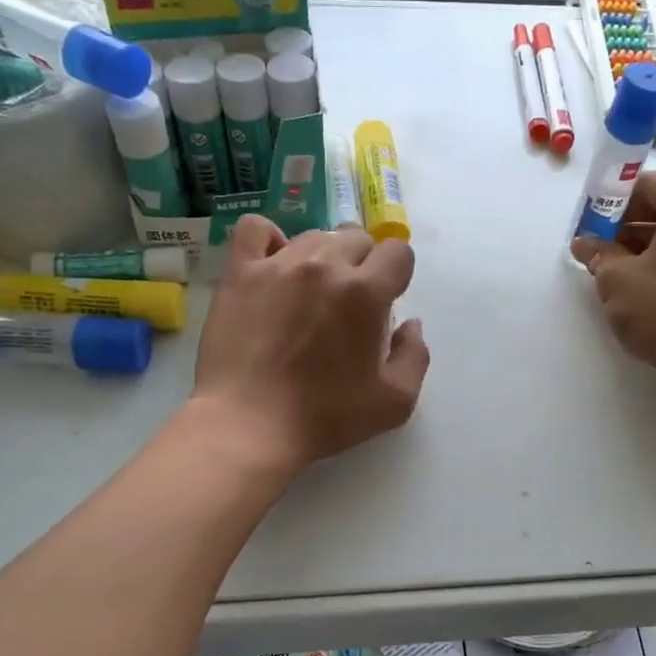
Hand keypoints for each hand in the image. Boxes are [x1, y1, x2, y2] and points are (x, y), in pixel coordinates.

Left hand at [191, 215, 429, 473]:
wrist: (248, 425)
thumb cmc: (324, 417)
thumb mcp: (394, 402)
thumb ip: (415, 355)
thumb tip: (410, 323)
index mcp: (366, 292)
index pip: (397, 252)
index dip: (397, 275)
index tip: (384, 302)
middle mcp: (325, 265)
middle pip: (357, 238)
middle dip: (363, 264)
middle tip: (348, 302)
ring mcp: (278, 264)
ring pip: (314, 235)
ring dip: (323, 256)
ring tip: (310, 291)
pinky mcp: (240, 272)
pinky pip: (256, 229)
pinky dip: (269, 239)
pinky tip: (273, 265)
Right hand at [570, 171, 655, 374]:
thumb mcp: (616, 278)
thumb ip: (598, 252)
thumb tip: (583, 243)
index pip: (650, 183)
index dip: (615, 197)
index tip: (592, 219)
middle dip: (628, 221)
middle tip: (599, 243)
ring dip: (644, 240)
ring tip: (614, 265)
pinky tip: (640, 279)